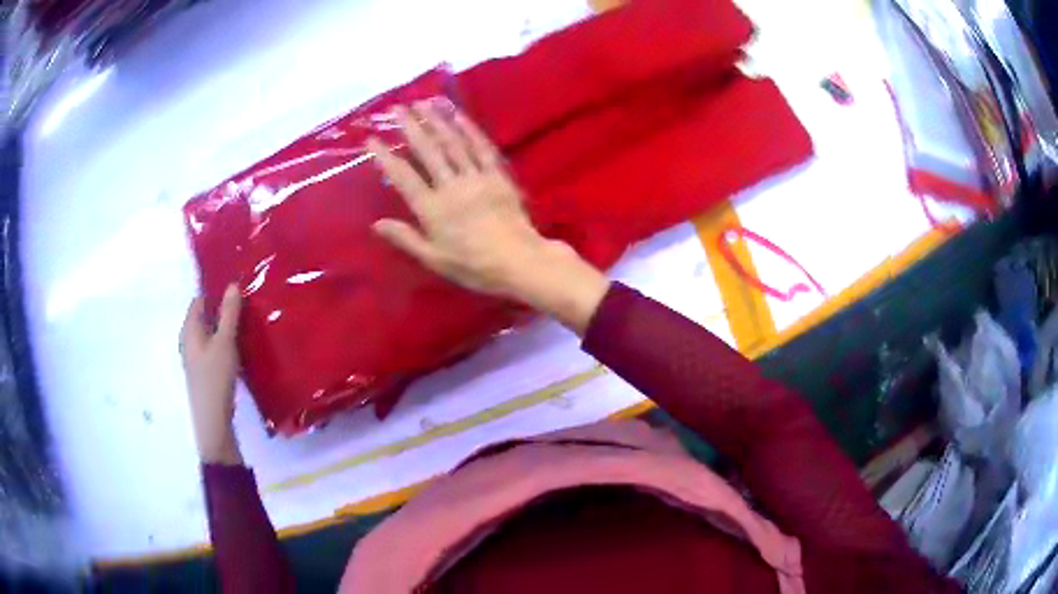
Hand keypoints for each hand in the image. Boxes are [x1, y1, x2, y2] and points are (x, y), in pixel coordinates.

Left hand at [180, 285, 242, 463]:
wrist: (213, 421)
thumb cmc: (216, 378)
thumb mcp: (225, 342)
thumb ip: (229, 313)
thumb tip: (232, 284)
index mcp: (189, 329)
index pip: (200, 300)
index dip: (216, 293)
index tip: (237, 291)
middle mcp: (188, 341)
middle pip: (205, 317)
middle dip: (223, 311)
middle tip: (246, 307)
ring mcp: (195, 358)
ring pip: (210, 335)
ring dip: (225, 329)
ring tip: (247, 326)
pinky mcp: (204, 373)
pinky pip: (213, 349)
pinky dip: (224, 345)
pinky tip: (240, 350)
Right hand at [368, 102, 608, 332]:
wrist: (519, 261)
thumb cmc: (473, 266)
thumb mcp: (434, 259)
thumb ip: (405, 238)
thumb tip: (376, 224)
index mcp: (432, 210)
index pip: (403, 177)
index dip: (386, 157)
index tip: (372, 139)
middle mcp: (451, 187)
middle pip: (428, 152)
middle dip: (411, 128)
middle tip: (397, 109)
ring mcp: (476, 178)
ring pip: (453, 143)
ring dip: (437, 121)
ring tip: (423, 103)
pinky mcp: (497, 175)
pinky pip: (481, 147)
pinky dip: (469, 129)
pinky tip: (458, 115)